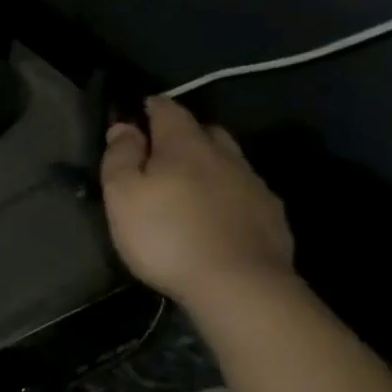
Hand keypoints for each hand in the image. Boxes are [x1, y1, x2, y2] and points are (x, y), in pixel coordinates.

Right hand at [100, 96, 293, 307]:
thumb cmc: (166, 235)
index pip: (168, 110)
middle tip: (161, 152)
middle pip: (204, 131)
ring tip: (189, 184)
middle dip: (183, 134)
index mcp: (185, 145)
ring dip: (208, 163)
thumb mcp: (123, 195)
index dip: (151, 107)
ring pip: (228, 160)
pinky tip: (216, 214)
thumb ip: (121, 156)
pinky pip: (245, 190)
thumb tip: (124, 126)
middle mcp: (224, 155)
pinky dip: (227, 192)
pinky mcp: (271, 215)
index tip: (137, 111)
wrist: (239, 285)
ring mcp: (253, 185)